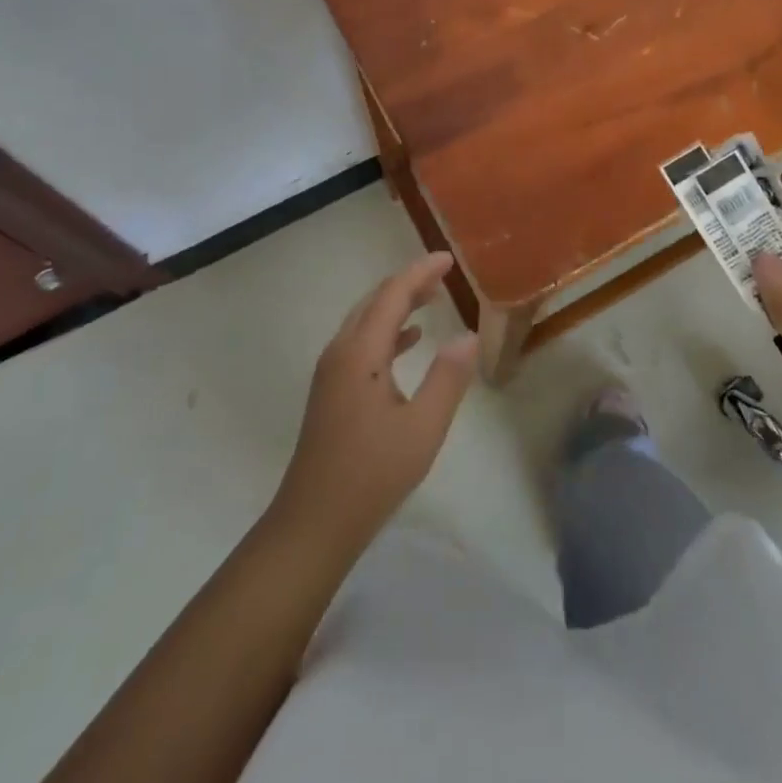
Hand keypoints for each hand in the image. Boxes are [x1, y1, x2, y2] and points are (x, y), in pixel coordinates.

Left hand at [273, 253, 479, 551]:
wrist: (313, 523)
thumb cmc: (371, 474)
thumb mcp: (422, 428)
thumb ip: (448, 378)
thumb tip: (467, 336)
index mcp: (361, 353)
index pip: (392, 295)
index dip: (420, 272)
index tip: (448, 258)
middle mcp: (341, 352)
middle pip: (375, 301)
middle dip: (408, 283)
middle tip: (443, 275)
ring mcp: (331, 372)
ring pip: (366, 321)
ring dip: (397, 305)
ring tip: (432, 299)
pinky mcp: (331, 390)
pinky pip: (361, 343)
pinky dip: (387, 331)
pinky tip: (410, 340)